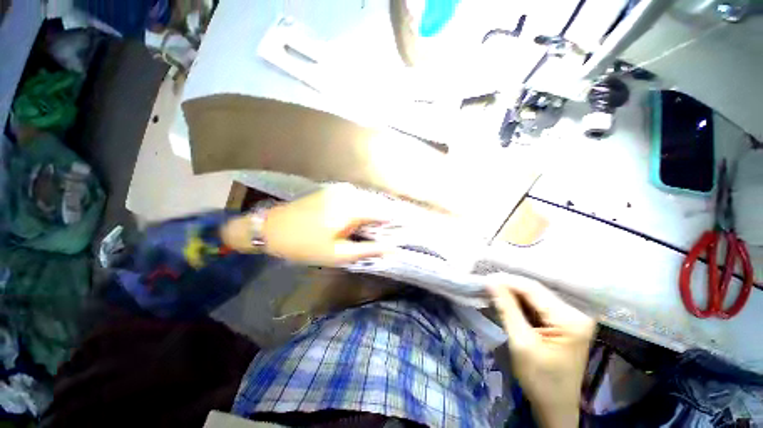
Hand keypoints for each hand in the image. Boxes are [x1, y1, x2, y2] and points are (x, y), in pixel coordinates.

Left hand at [260, 185, 392, 265]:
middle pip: (376, 204)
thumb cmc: (305, 245)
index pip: (384, 213)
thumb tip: (391, 250)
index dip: (394, 223)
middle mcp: (350, 194)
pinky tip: (357, 218)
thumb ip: (367, 250)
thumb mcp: (338, 254)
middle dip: (383, 218)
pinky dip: (361, 207)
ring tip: (373, 227)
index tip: (401, 232)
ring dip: (372, 212)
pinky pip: (355, 197)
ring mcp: (340, 189)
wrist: (272, 228)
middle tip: (386, 233)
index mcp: (352, 209)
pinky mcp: (332, 189)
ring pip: (366, 200)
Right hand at [488, 275, 595, 427]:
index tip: (485, 278)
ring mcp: (571, 318)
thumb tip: (491, 281)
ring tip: (492, 290)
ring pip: (535, 297)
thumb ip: (507, 309)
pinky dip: (520, 303)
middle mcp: (575, 313)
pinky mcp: (564, 323)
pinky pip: (538, 306)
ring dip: (513, 294)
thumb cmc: (540, 380)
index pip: (533, 289)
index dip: (507, 281)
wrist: (555, 407)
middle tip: (486, 284)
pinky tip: (506, 301)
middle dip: (509, 287)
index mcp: (570, 319)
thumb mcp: (521, 343)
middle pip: (535, 291)